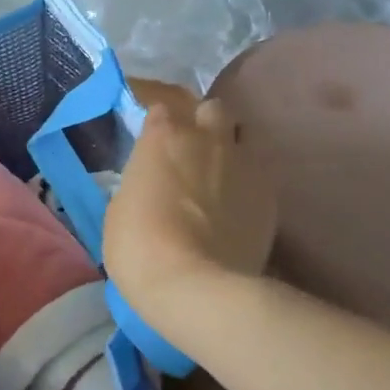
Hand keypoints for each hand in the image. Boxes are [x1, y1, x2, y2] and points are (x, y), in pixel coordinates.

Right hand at [104, 98, 277, 337]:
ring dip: (227, 146)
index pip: (160, 102)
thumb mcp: (120, 208)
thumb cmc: (140, 247)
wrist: (196, 286)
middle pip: (209, 108)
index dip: (154, 114)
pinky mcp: (269, 193)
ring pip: (241, 135)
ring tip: (217, 173)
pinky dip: (246, 181)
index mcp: (163, 136)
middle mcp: (207, 137)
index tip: (148, 129)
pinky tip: (236, 205)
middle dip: (199, 121)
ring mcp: (244, 162)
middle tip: (187, 147)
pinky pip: (258, 172)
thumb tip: (152, 181)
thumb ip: (140, 180)